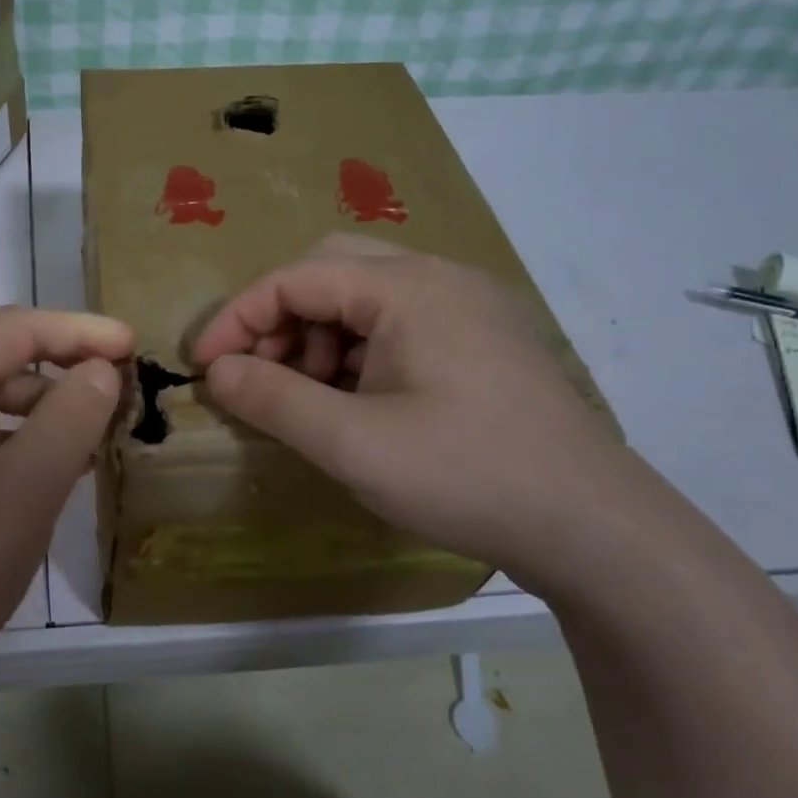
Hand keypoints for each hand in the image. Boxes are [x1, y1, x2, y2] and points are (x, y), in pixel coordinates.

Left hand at [0, 305, 130, 724]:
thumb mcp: (26, 492)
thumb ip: (72, 417)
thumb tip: (100, 370)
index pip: (10, 327)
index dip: (78, 330)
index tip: (132, 345)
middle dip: (55, 354)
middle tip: (113, 373)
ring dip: (32, 395)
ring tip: (90, 422)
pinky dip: (3, 429)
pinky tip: (44, 458)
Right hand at [191, 235, 645, 593]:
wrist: (593, 526)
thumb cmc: (465, 476)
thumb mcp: (352, 444)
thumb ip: (273, 399)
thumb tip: (217, 371)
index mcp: (408, 287)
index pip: (295, 278)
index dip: (238, 318)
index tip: (204, 366)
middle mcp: (438, 277)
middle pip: (329, 271)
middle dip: (280, 320)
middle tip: (259, 374)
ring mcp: (466, 305)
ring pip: (363, 296)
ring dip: (317, 337)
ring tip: (310, 397)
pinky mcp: (480, 337)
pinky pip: (397, 321)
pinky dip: (357, 350)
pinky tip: (356, 401)